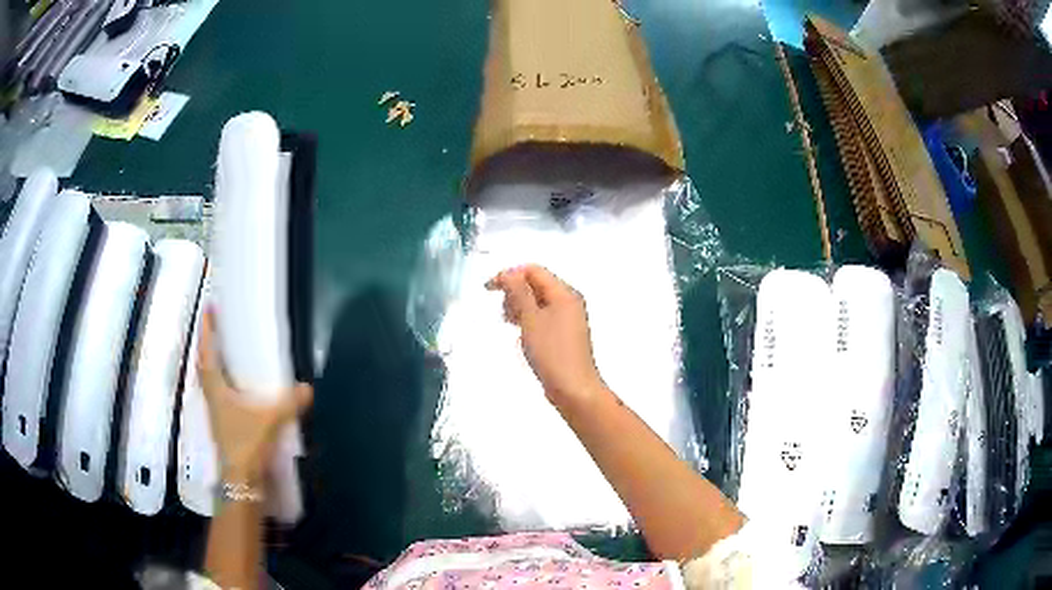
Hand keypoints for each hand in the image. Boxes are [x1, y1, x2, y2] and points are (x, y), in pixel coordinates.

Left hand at [197, 309, 312, 483]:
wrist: (242, 482)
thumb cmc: (246, 445)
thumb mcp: (269, 421)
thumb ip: (288, 403)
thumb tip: (307, 387)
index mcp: (216, 391)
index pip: (208, 355)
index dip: (207, 332)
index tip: (208, 310)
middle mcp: (212, 399)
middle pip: (204, 367)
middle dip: (208, 347)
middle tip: (216, 329)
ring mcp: (217, 414)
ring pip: (210, 382)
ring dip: (214, 365)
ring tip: (225, 353)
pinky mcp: (225, 426)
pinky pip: (220, 396)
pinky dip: (224, 385)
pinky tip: (237, 388)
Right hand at [486, 265, 605, 410]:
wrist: (574, 388)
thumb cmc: (552, 352)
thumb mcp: (530, 319)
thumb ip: (518, 292)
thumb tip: (508, 273)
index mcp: (564, 293)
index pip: (533, 270)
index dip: (509, 275)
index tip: (488, 290)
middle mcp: (569, 301)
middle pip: (536, 284)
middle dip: (514, 292)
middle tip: (505, 314)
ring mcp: (568, 319)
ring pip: (537, 301)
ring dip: (519, 307)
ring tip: (511, 324)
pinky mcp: (564, 334)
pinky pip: (542, 317)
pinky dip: (528, 319)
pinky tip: (521, 334)